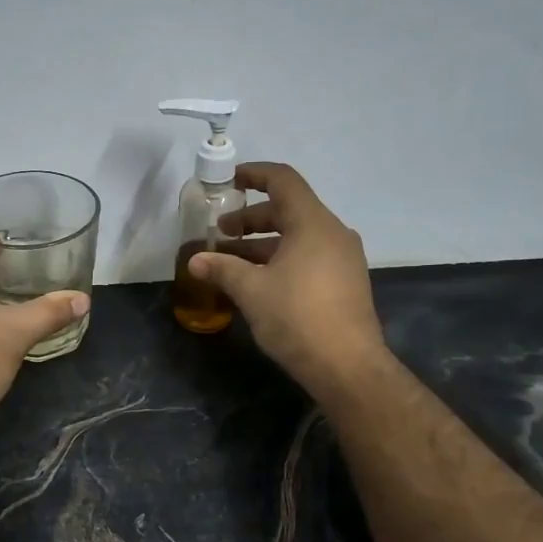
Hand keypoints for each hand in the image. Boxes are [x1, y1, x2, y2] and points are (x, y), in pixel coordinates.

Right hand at [188, 163, 390, 402]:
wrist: (347, 367)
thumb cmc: (297, 318)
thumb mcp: (251, 291)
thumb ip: (222, 269)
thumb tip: (195, 260)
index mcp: (313, 224)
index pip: (283, 181)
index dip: (254, 174)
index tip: (228, 182)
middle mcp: (333, 234)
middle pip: (288, 209)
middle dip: (250, 218)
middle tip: (220, 232)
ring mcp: (343, 259)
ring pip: (297, 237)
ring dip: (262, 243)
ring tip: (230, 261)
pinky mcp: (344, 283)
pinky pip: (308, 257)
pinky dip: (280, 259)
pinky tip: (256, 282)